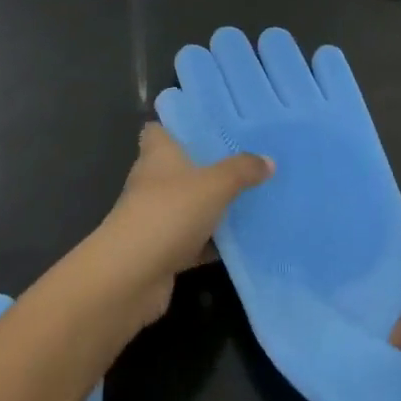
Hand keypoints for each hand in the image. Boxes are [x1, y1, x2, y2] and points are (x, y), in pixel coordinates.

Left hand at [88, 124, 272, 331]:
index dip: (179, 125)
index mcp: (157, 154)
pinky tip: (241, 242)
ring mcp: (154, 217)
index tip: (208, 124)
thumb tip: (268, 160)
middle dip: (206, 165)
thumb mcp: (214, 185)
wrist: (132, 276)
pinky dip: (212, 242)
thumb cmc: (169, 212)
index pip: (160, 129)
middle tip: (243, 160)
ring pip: (188, 204)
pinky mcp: (161, 250)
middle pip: (178, 166)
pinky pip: (192, 240)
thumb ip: (241, 170)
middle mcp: (152, 181)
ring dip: (211, 206)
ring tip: (250, 197)